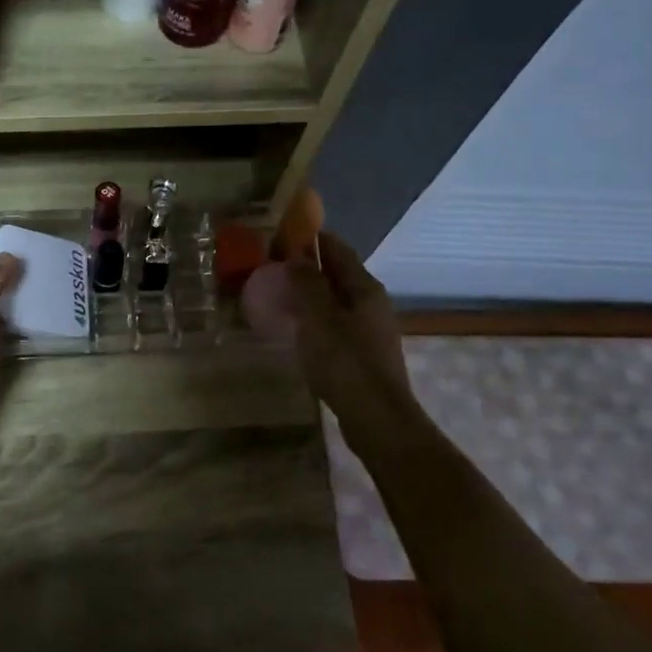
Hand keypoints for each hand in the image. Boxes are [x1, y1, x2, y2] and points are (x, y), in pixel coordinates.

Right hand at [287, 232, 418, 424]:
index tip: (283, 233)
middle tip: (274, 266)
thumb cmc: (345, 361)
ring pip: (337, 301)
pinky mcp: (364, 355)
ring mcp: (371, 330)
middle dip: (309, 267)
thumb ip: (307, 284)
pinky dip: (316, 319)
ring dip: (312, 295)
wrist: (376, 417)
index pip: (338, 249)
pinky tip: (298, 330)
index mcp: (364, 288)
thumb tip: (297, 255)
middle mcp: (372, 304)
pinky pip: (336, 325)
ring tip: (280, 296)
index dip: (312, 238)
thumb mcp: (318, 318)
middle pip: (339, 275)